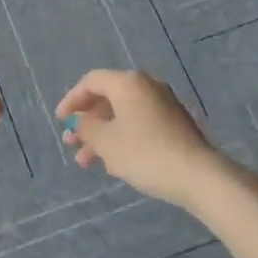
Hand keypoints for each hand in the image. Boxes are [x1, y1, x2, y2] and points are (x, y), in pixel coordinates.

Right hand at [56, 69, 239, 212]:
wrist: (197, 176)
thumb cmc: (145, 153)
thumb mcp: (106, 142)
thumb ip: (86, 127)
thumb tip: (77, 121)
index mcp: (128, 83)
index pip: (91, 82)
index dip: (72, 100)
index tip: (60, 121)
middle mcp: (146, 86)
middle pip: (107, 97)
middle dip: (86, 121)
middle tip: (71, 142)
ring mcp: (163, 104)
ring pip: (122, 114)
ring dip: (102, 134)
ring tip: (86, 161)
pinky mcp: (174, 123)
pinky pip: (139, 123)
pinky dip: (121, 137)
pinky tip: (113, 162)